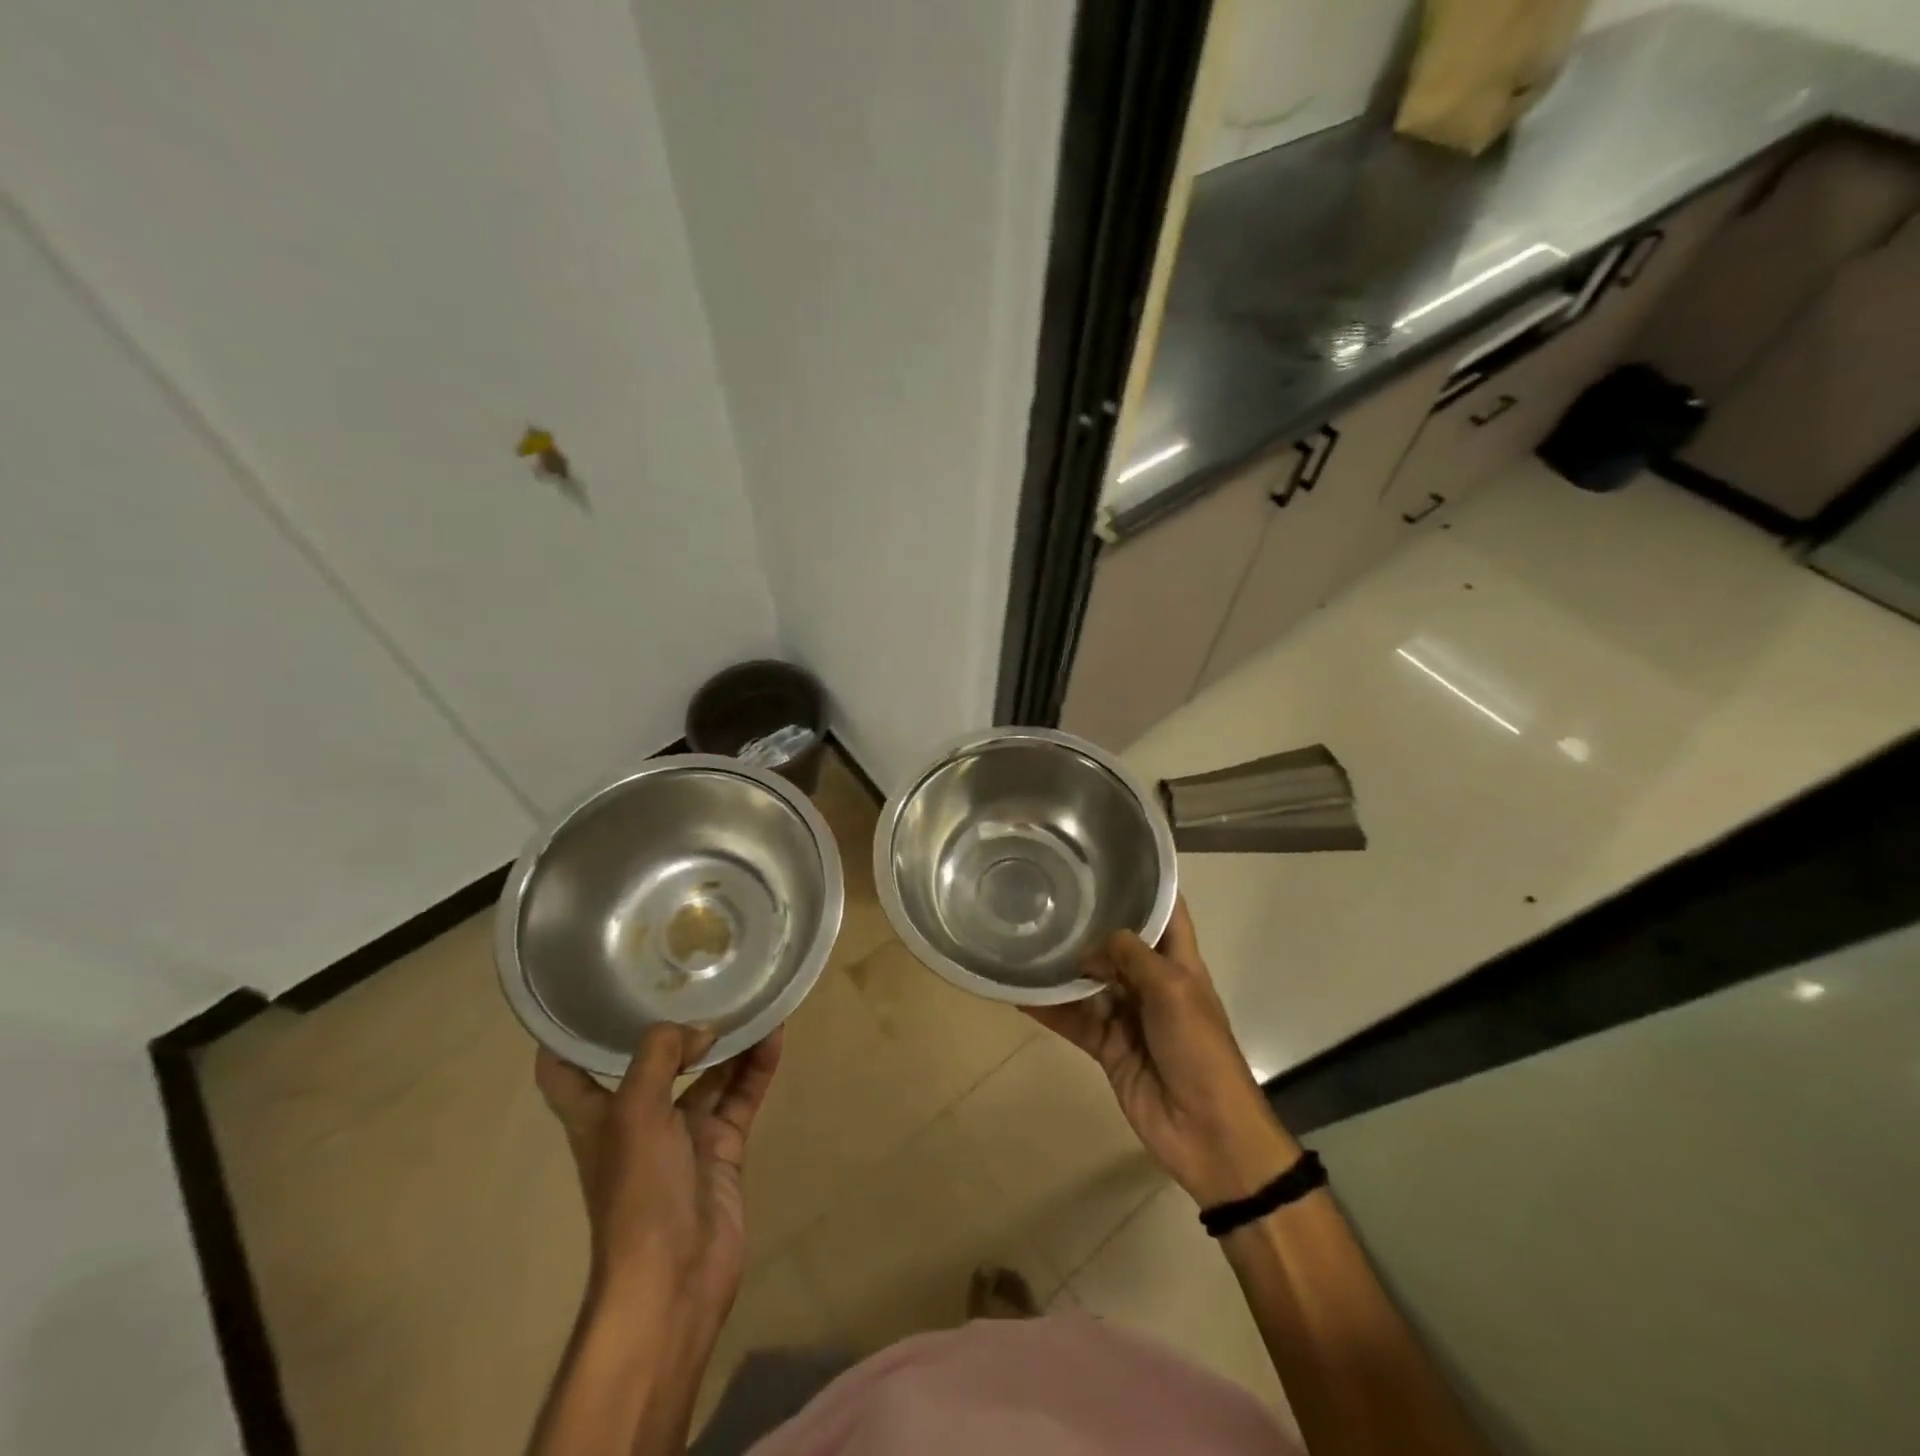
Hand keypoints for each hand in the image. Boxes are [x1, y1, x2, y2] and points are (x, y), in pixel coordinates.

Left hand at [535, 1024, 781, 1334]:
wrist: (675, 1278)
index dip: (568, 1035)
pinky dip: (756, 1067)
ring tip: (753, 999)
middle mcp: (637, 1118)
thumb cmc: (637, 1193)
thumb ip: (661, 1056)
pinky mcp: (722, 1148)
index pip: (565, 1070)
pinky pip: (740, 1096)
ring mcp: (682, 1134)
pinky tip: (774, 1036)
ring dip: (728, 1041)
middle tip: (701, 977)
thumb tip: (700, 1028)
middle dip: (675, 1025)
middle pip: (653, 1062)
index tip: (588, 993)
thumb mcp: (635, 1113)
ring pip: (707, 1074)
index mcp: (597, 1113)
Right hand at [1026, 899, 1297, 1206]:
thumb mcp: (1173, 989)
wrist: (1207, 1132)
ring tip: (1026, 937)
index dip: (1144, 885)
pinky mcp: (1107, 1046)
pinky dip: (1049, 1009)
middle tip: (1048, 893)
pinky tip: (1019, 993)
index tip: (1110, 858)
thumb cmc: (1199, 1049)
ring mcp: (1128, 1015)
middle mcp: (1151, 982)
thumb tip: (1090, 946)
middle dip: (1089, 923)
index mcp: (1179, 962)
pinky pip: (1074, 1020)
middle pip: (1117, 945)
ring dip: (1063, 967)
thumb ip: (1131, 957)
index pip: (1164, 912)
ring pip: (1089, 982)